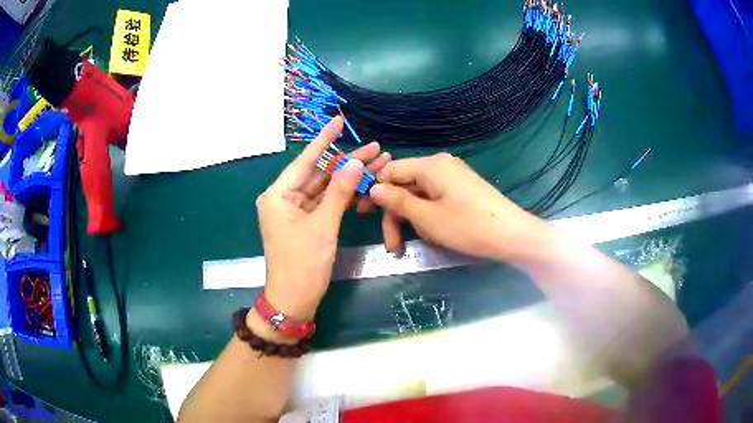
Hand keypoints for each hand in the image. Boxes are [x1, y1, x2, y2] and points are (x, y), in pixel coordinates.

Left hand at [256, 117, 390, 321]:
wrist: (294, 301)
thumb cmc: (302, 265)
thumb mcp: (322, 227)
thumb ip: (338, 193)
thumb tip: (354, 162)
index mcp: (278, 195)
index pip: (304, 161)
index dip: (324, 140)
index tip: (339, 120)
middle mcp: (284, 199)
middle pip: (318, 173)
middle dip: (346, 161)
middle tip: (375, 147)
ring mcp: (296, 212)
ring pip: (325, 188)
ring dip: (348, 178)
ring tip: (377, 162)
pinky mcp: (307, 223)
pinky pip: (326, 203)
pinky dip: (343, 196)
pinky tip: (364, 185)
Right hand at [369, 153, 543, 259]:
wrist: (512, 235)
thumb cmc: (468, 226)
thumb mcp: (427, 217)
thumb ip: (397, 200)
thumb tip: (372, 188)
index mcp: (431, 165)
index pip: (391, 171)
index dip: (375, 192)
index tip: (363, 214)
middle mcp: (441, 165)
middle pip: (405, 185)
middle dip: (396, 214)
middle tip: (393, 245)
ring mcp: (453, 177)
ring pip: (420, 196)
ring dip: (415, 219)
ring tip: (426, 240)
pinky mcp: (462, 190)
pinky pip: (435, 199)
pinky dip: (430, 217)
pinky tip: (437, 234)